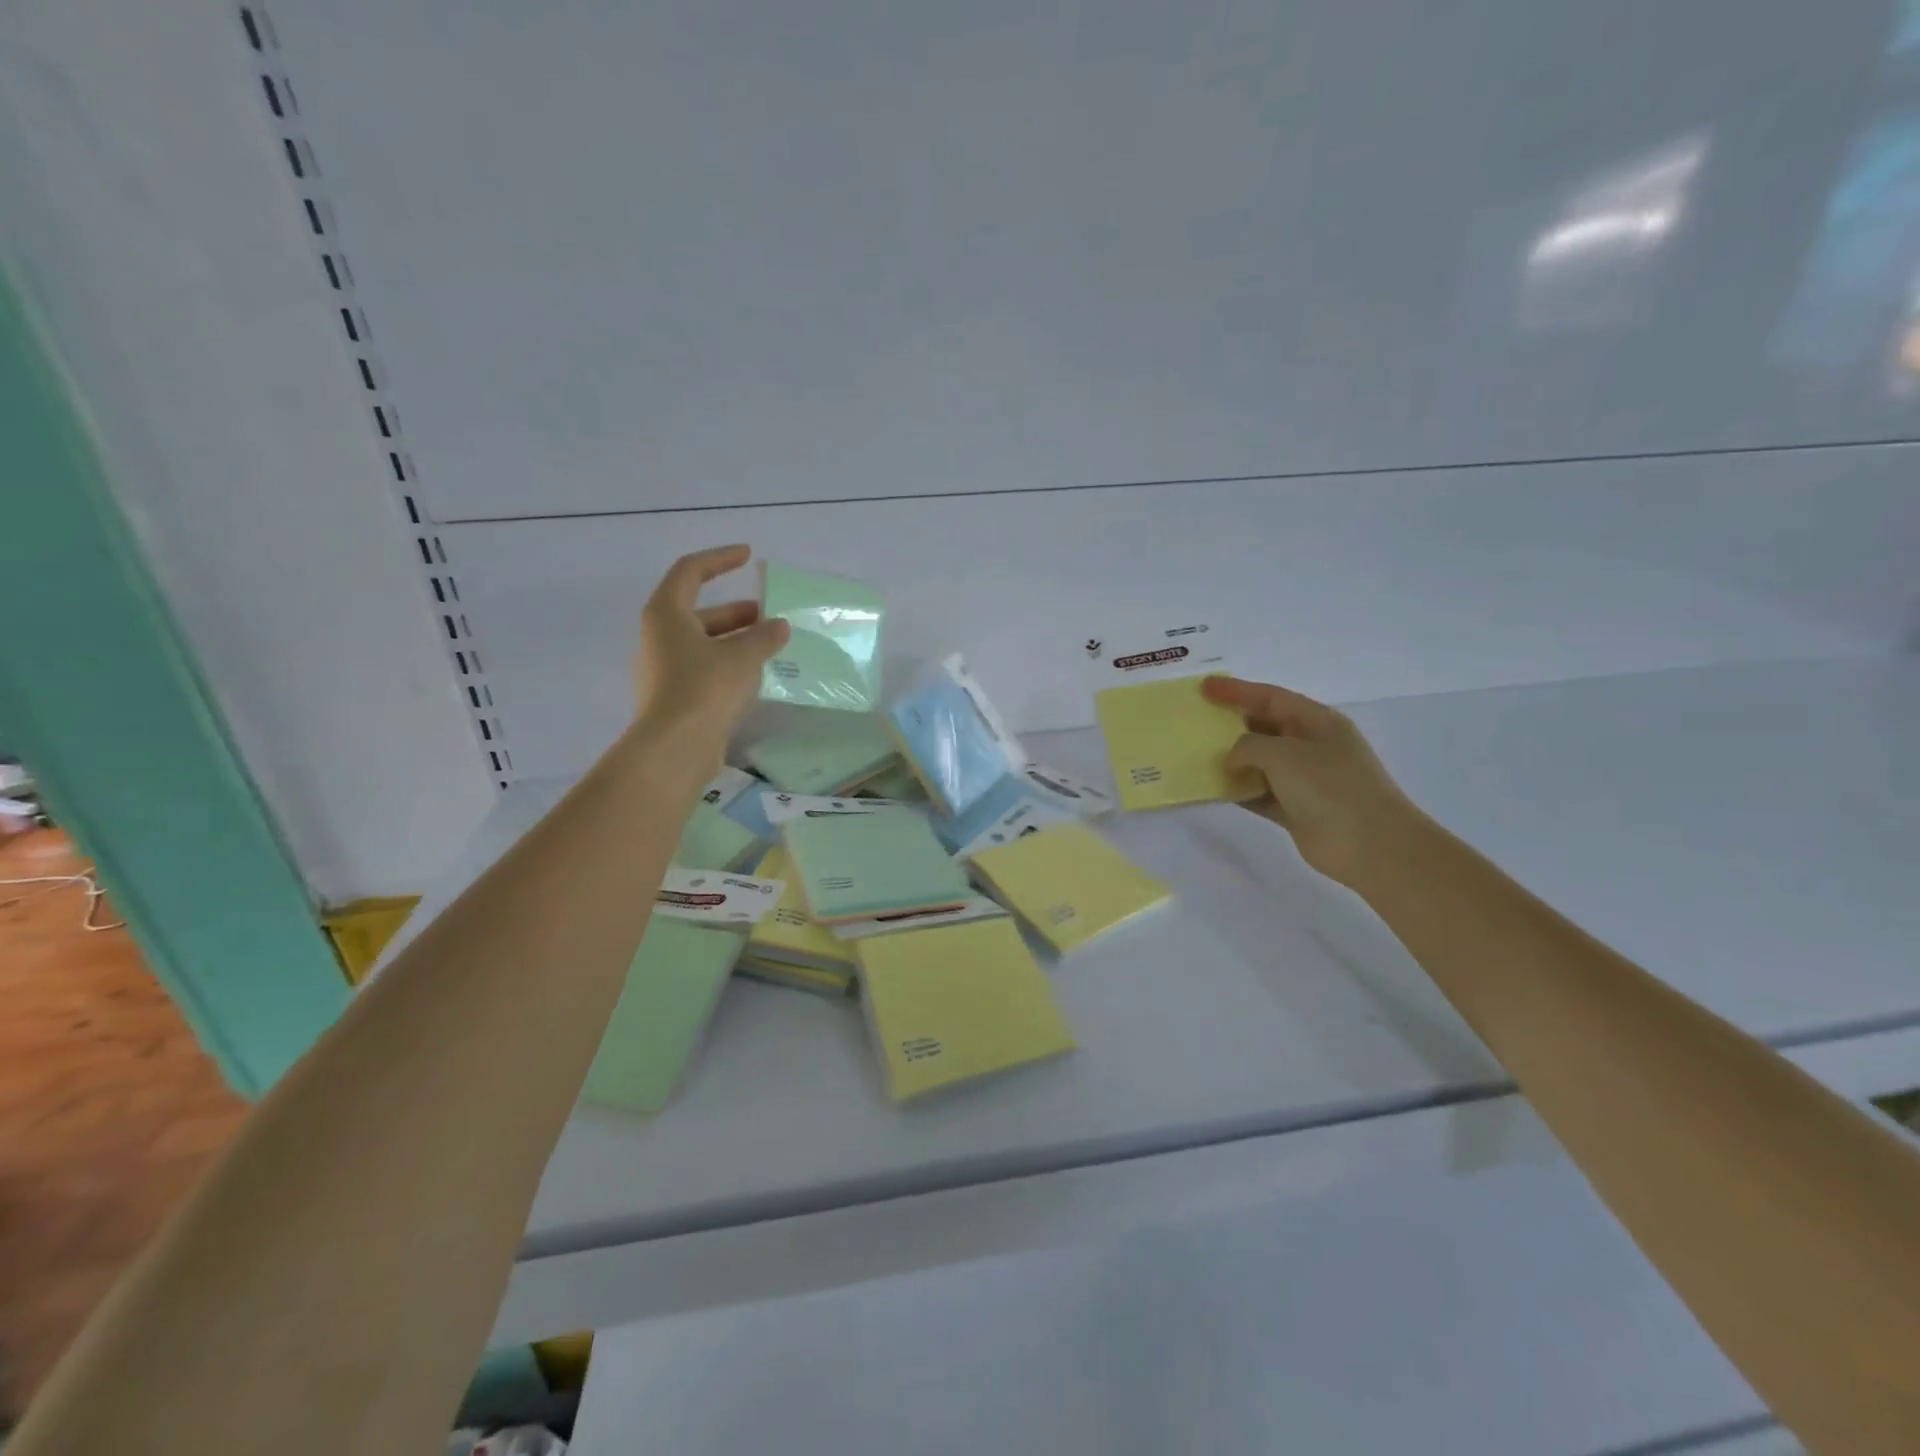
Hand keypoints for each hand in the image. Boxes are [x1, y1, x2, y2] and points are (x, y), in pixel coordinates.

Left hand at [632, 545, 787, 770]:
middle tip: (771, 614)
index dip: (720, 559)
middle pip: (699, 611)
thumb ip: (764, 636)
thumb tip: (779, 625)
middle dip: (737, 611)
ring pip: (704, 642)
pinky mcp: (674, 696)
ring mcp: (664, 668)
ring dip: (737, 639)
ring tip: (771, 645)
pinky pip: (705, 668)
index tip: (748, 556)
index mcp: (667, 614)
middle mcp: (659, 636)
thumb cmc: (705, 688)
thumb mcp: (743, 656)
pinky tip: (757, 674)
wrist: (675, 747)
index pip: (691, 571)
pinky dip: (730, 663)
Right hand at [1202, 675, 1425, 887]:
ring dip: (1231, 760)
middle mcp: (1311, 746)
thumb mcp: (1284, 754)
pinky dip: (1238, 791)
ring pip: (1259, 762)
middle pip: (1264, 727)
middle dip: (1231, 723)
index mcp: (1317, 722)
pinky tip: (1213, 790)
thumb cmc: (1330, 787)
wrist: (1371, 845)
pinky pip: (1259, 793)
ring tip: (1196, 755)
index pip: (1270, 697)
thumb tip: (1233, 760)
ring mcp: (1305, 779)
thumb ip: (1248, 747)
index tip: (1204, 687)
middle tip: (1196, 720)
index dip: (1236, 690)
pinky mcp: (1296, 809)